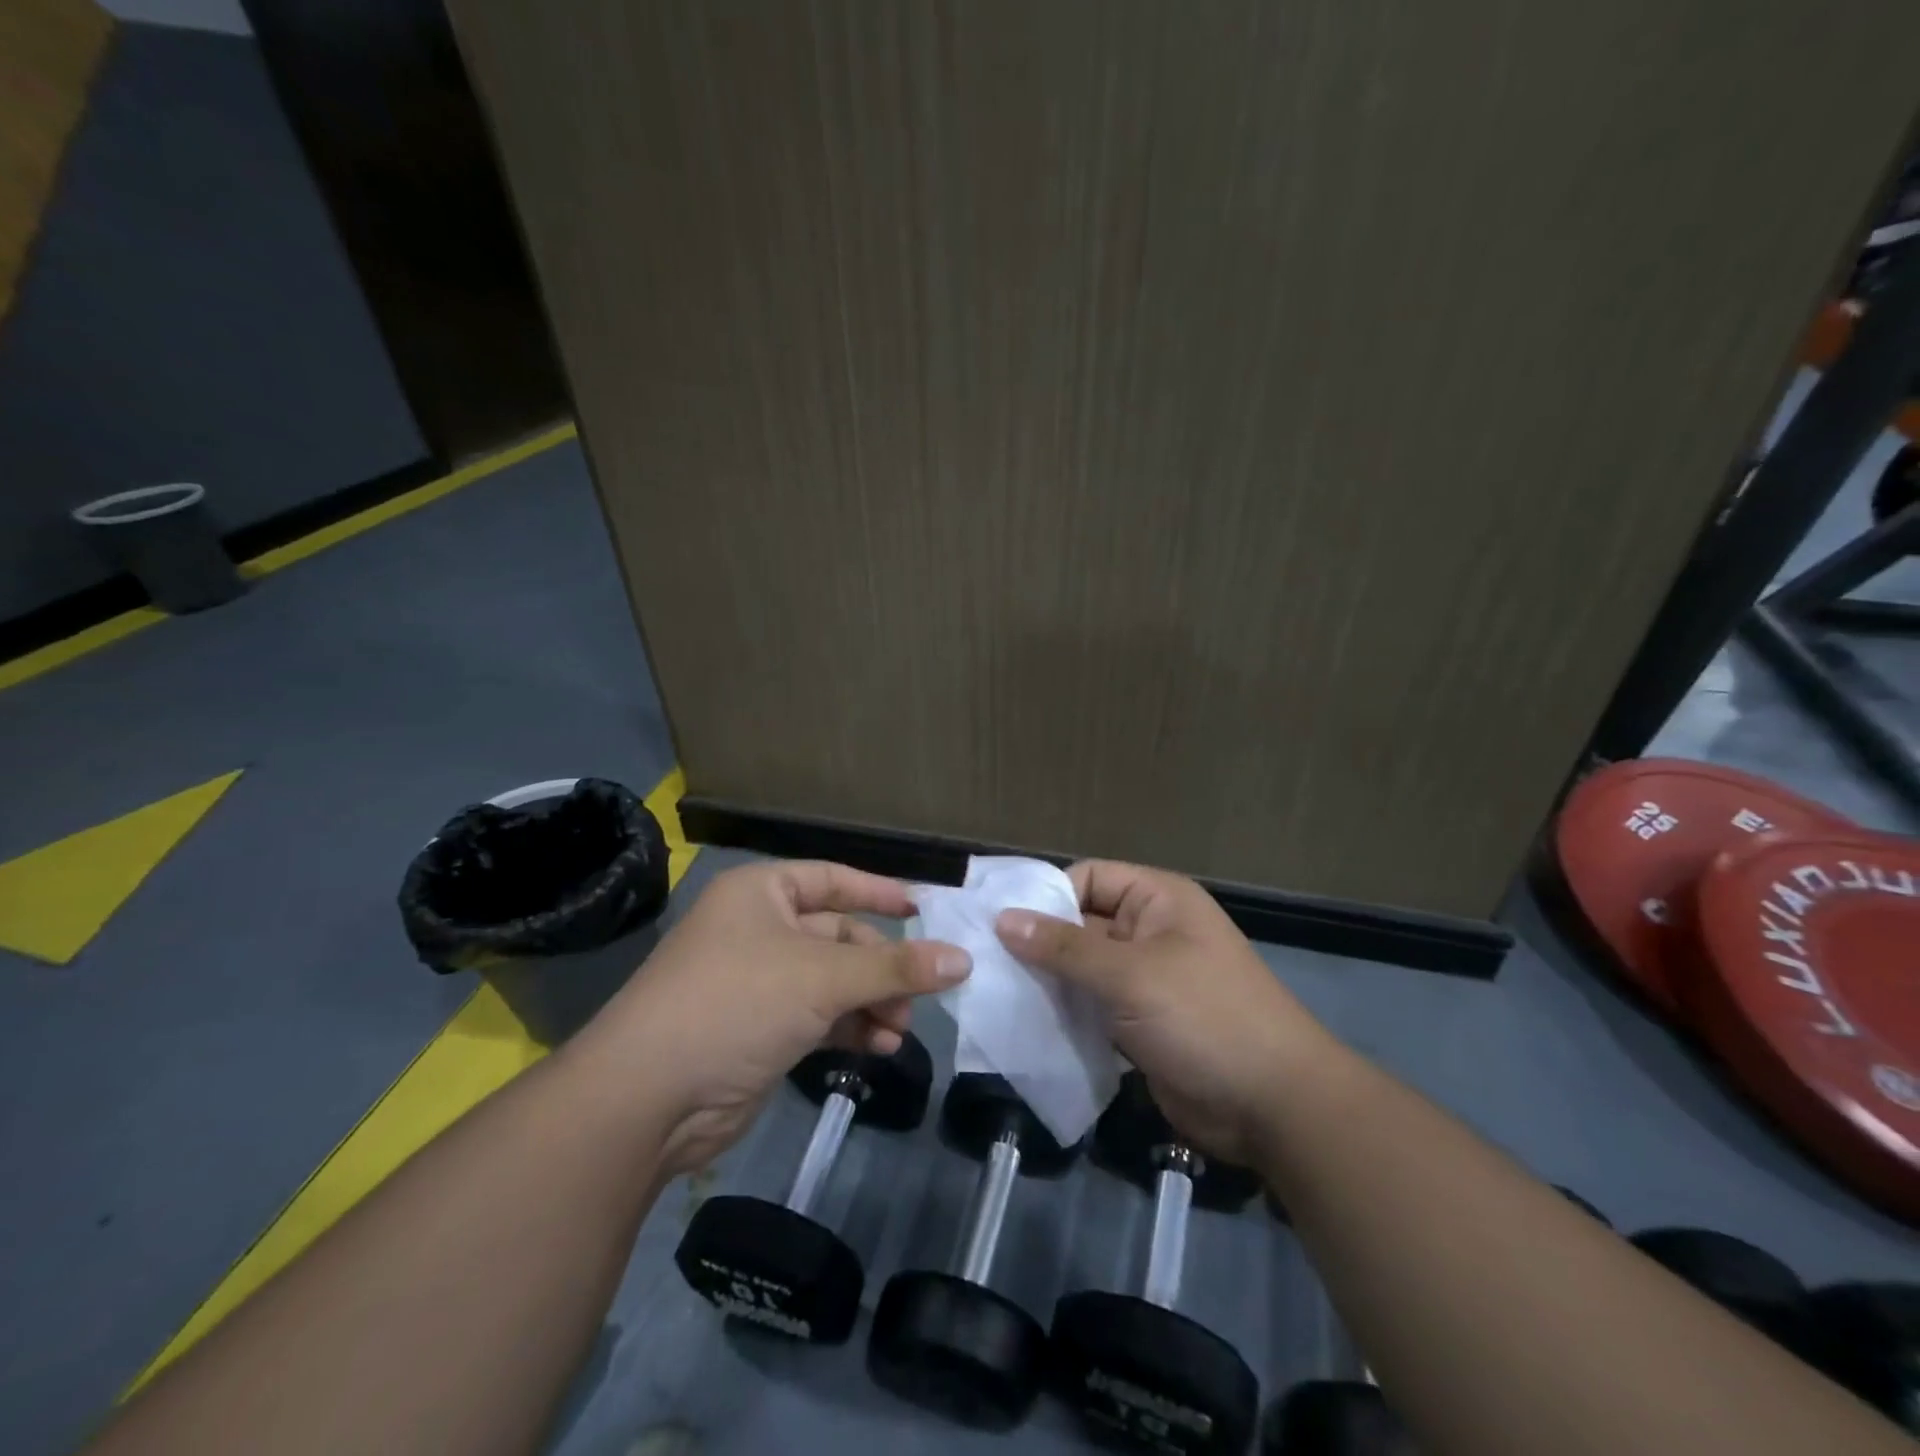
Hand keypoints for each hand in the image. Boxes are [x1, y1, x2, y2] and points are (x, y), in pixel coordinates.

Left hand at [578, 861, 969, 1175]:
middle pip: (838, 937)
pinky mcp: (759, 1031)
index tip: (925, 909)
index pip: (833, 878)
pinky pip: (818, 1017)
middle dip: (881, 967)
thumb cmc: (736, 1003)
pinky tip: (880, 1048)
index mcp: (762, 893)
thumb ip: (895, 967)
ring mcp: (757, 983)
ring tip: (901, 1031)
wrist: (647, 1100)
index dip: (879, 891)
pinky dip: (850, 1028)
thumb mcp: (823, 977)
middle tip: (920, 996)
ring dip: (871, 1003)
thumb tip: (963, 959)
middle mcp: (758, 930)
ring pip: (832, 982)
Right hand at [996, 860, 1325, 1170]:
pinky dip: (1064, 1013)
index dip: (1046, 897)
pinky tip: (1026, 1025)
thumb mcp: (1131, 975)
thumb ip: (1064, 948)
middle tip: (984, 963)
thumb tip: (1003, 920)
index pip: (1087, 879)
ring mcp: (1144, 980)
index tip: (999, 925)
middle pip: (1080, 925)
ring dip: (1047, 982)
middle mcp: (1148, 932)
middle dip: (1038, 943)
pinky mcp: (1138, 1023)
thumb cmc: (1204, 1018)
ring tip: (997, 994)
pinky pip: (1091, 1007)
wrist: (1273, 1106)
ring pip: (1081, 970)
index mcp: (1156, 900)